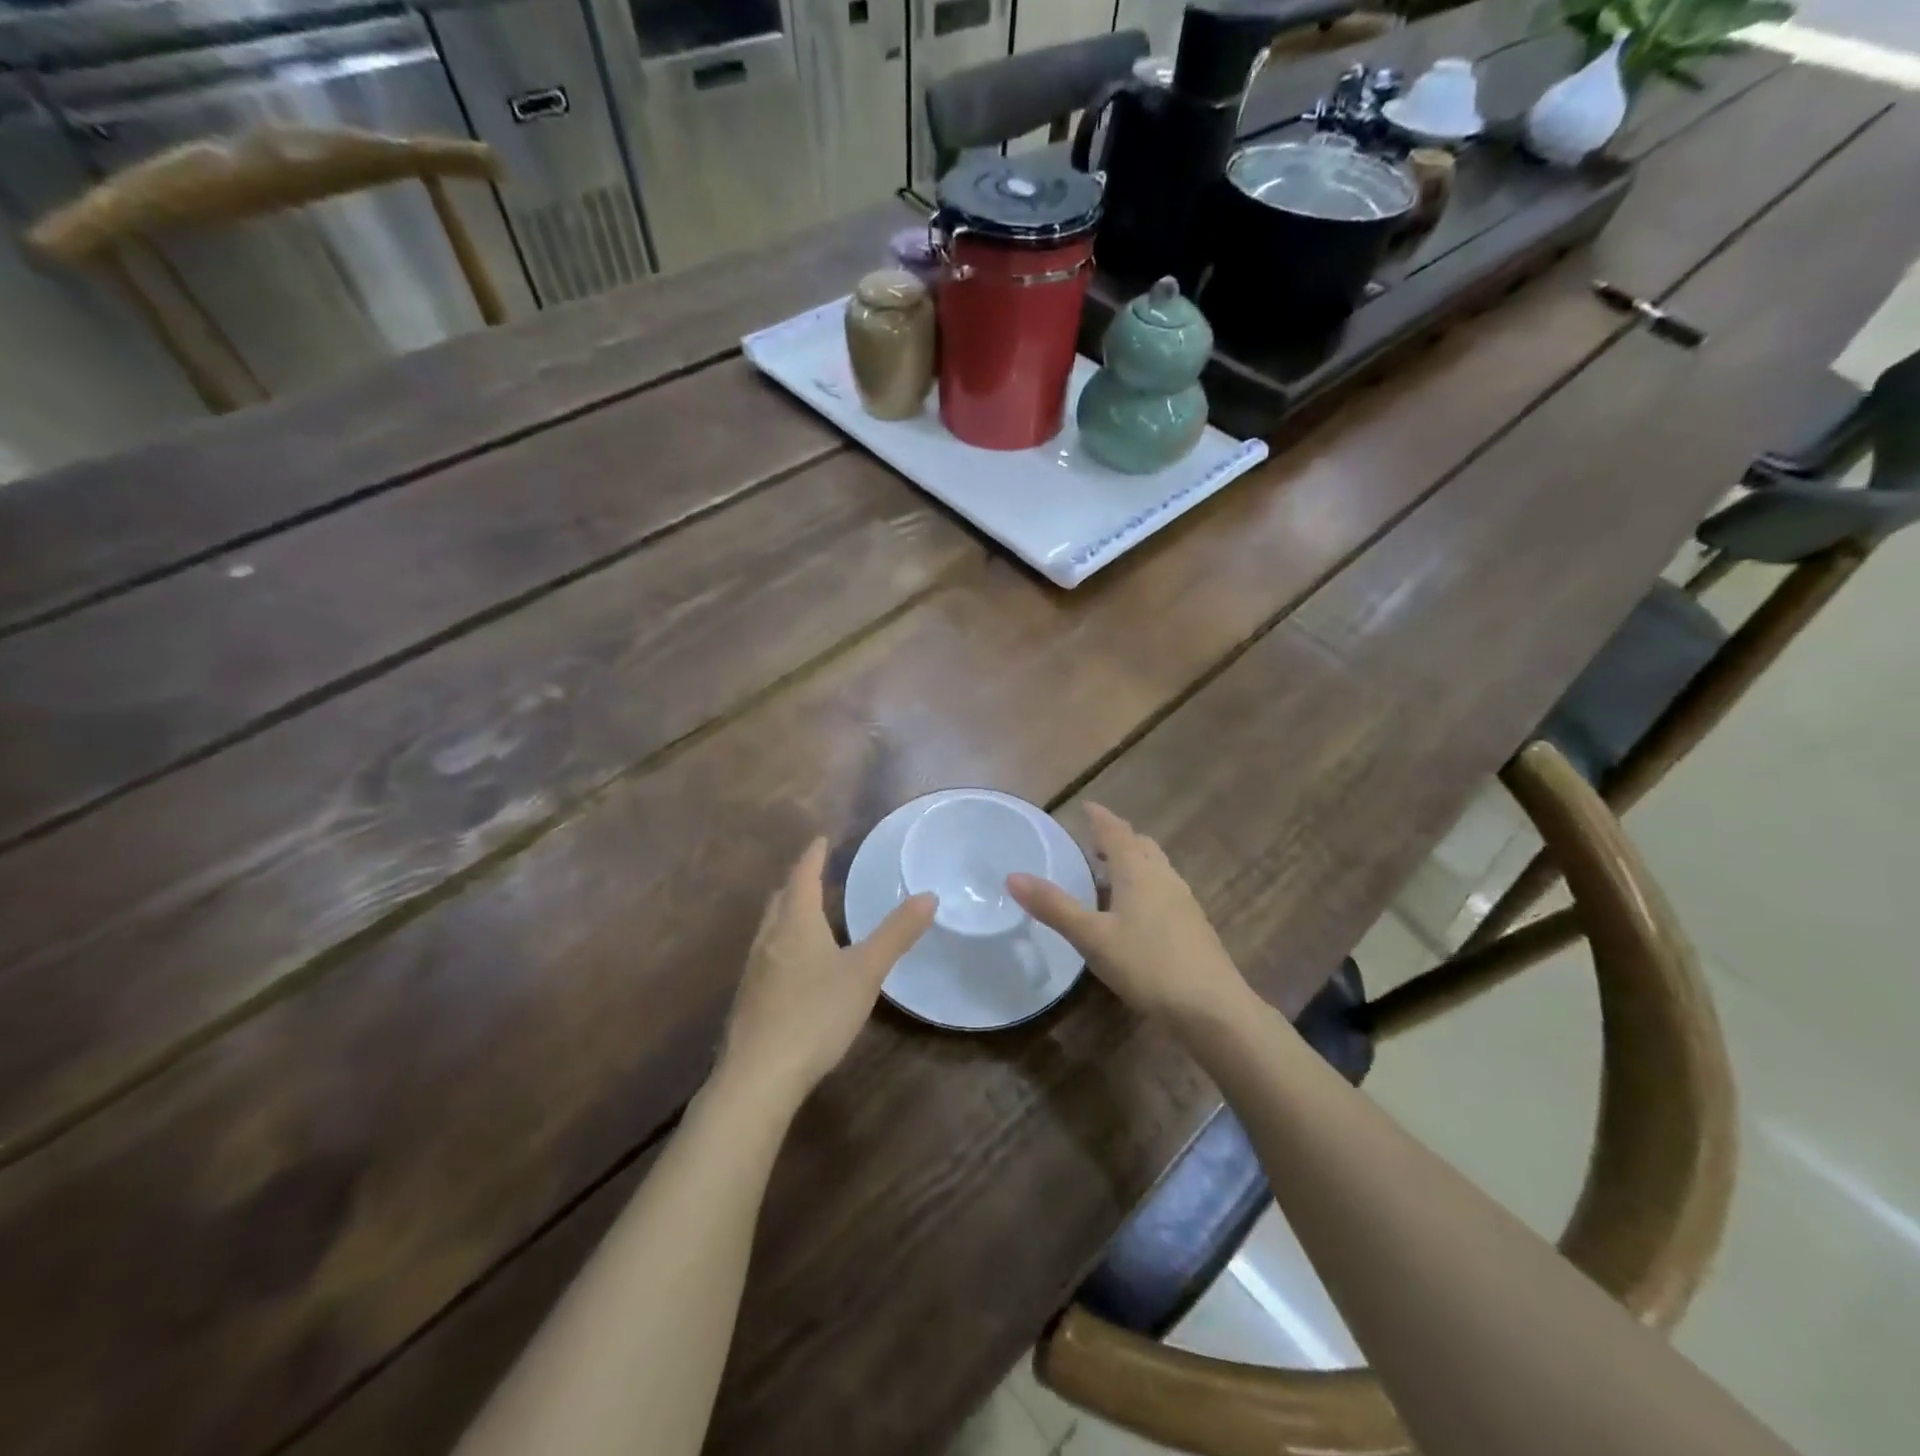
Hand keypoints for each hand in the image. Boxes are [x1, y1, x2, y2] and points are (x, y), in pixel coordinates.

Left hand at [720, 838, 934, 1104]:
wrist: (759, 1076)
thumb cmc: (816, 1014)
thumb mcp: (866, 972)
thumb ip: (897, 934)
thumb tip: (929, 895)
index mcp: (796, 923)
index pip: (803, 876)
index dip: (813, 855)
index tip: (821, 839)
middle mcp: (769, 937)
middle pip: (781, 898)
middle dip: (799, 881)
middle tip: (817, 872)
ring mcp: (754, 969)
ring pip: (771, 926)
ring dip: (788, 911)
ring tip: (808, 913)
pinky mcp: (749, 998)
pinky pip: (767, 953)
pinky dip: (783, 941)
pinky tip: (796, 964)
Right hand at [1007, 804, 1248, 1023]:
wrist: (1212, 1007)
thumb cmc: (1147, 964)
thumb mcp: (1092, 937)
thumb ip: (1054, 907)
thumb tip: (1012, 877)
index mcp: (1138, 872)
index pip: (1117, 832)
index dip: (1100, 818)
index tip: (1087, 807)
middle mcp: (1164, 877)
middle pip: (1141, 846)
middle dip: (1118, 839)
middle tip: (1095, 844)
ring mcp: (1184, 901)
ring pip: (1156, 868)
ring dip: (1134, 863)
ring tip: (1111, 876)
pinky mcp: (1194, 926)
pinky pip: (1165, 891)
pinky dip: (1145, 887)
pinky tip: (1135, 914)